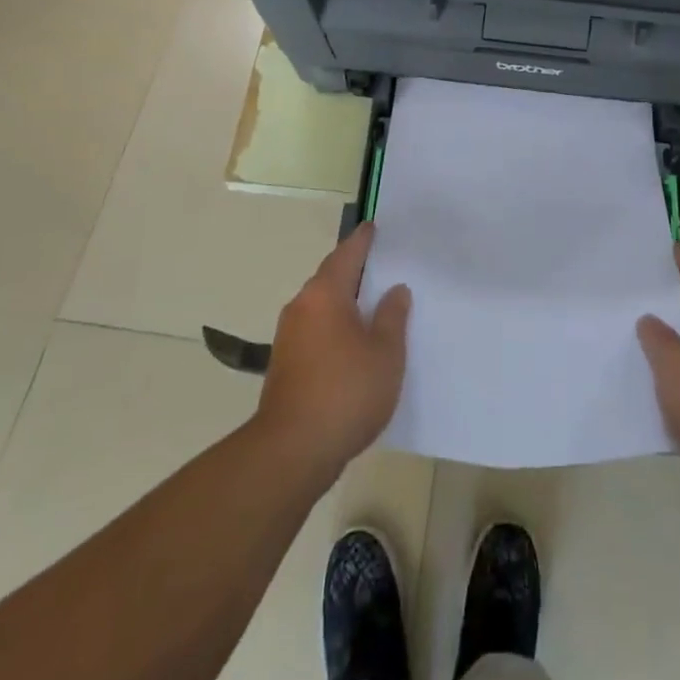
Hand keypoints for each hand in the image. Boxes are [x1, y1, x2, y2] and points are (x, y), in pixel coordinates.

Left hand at [256, 224, 409, 477]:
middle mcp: (301, 306)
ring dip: (343, 301)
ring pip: (321, 306)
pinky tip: (352, 342)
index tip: (373, 227)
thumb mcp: (385, 353)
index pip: (347, 255)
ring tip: (371, 305)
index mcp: (325, 294)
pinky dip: (334, 326)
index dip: (363, 241)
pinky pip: (315, 329)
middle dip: (353, 271)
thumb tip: (394, 290)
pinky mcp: (285, 364)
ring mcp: (289, 336)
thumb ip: (392, 317)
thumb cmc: (346, 392)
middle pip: (330, 278)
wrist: (292, 452)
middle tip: (380, 265)